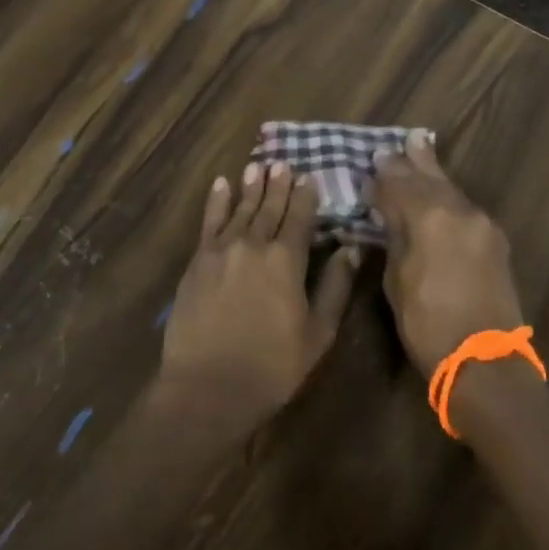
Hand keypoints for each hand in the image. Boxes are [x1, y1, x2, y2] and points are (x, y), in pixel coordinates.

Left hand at [160, 162, 359, 423]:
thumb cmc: (272, 366)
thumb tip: (351, 250)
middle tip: (283, 163)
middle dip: (278, 185)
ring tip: (257, 166)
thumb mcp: (318, 333)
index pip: (301, 218)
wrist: (208, 386)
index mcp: (287, 260)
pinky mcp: (197, 262)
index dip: (306, 196)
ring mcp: (221, 250)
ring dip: (250, 187)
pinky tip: (221, 185)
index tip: (309, 177)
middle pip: (269, 207)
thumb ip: (335, 287)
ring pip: (240, 209)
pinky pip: (209, 222)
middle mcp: (254, 245)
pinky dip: (216, 201)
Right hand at [372, 131, 523, 377]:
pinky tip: (441, 195)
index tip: (373, 161)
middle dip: (416, 161)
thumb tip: (390, 213)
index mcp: (431, 219)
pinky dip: (449, 198)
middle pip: (432, 179)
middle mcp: (461, 212)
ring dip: (435, 176)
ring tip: (422, 153)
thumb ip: (396, 238)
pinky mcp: (496, 242)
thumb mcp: (397, 280)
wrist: (485, 361)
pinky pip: (466, 209)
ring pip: (453, 191)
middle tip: (406, 140)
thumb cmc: (428, 324)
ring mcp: (483, 226)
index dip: (385, 175)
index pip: (401, 185)